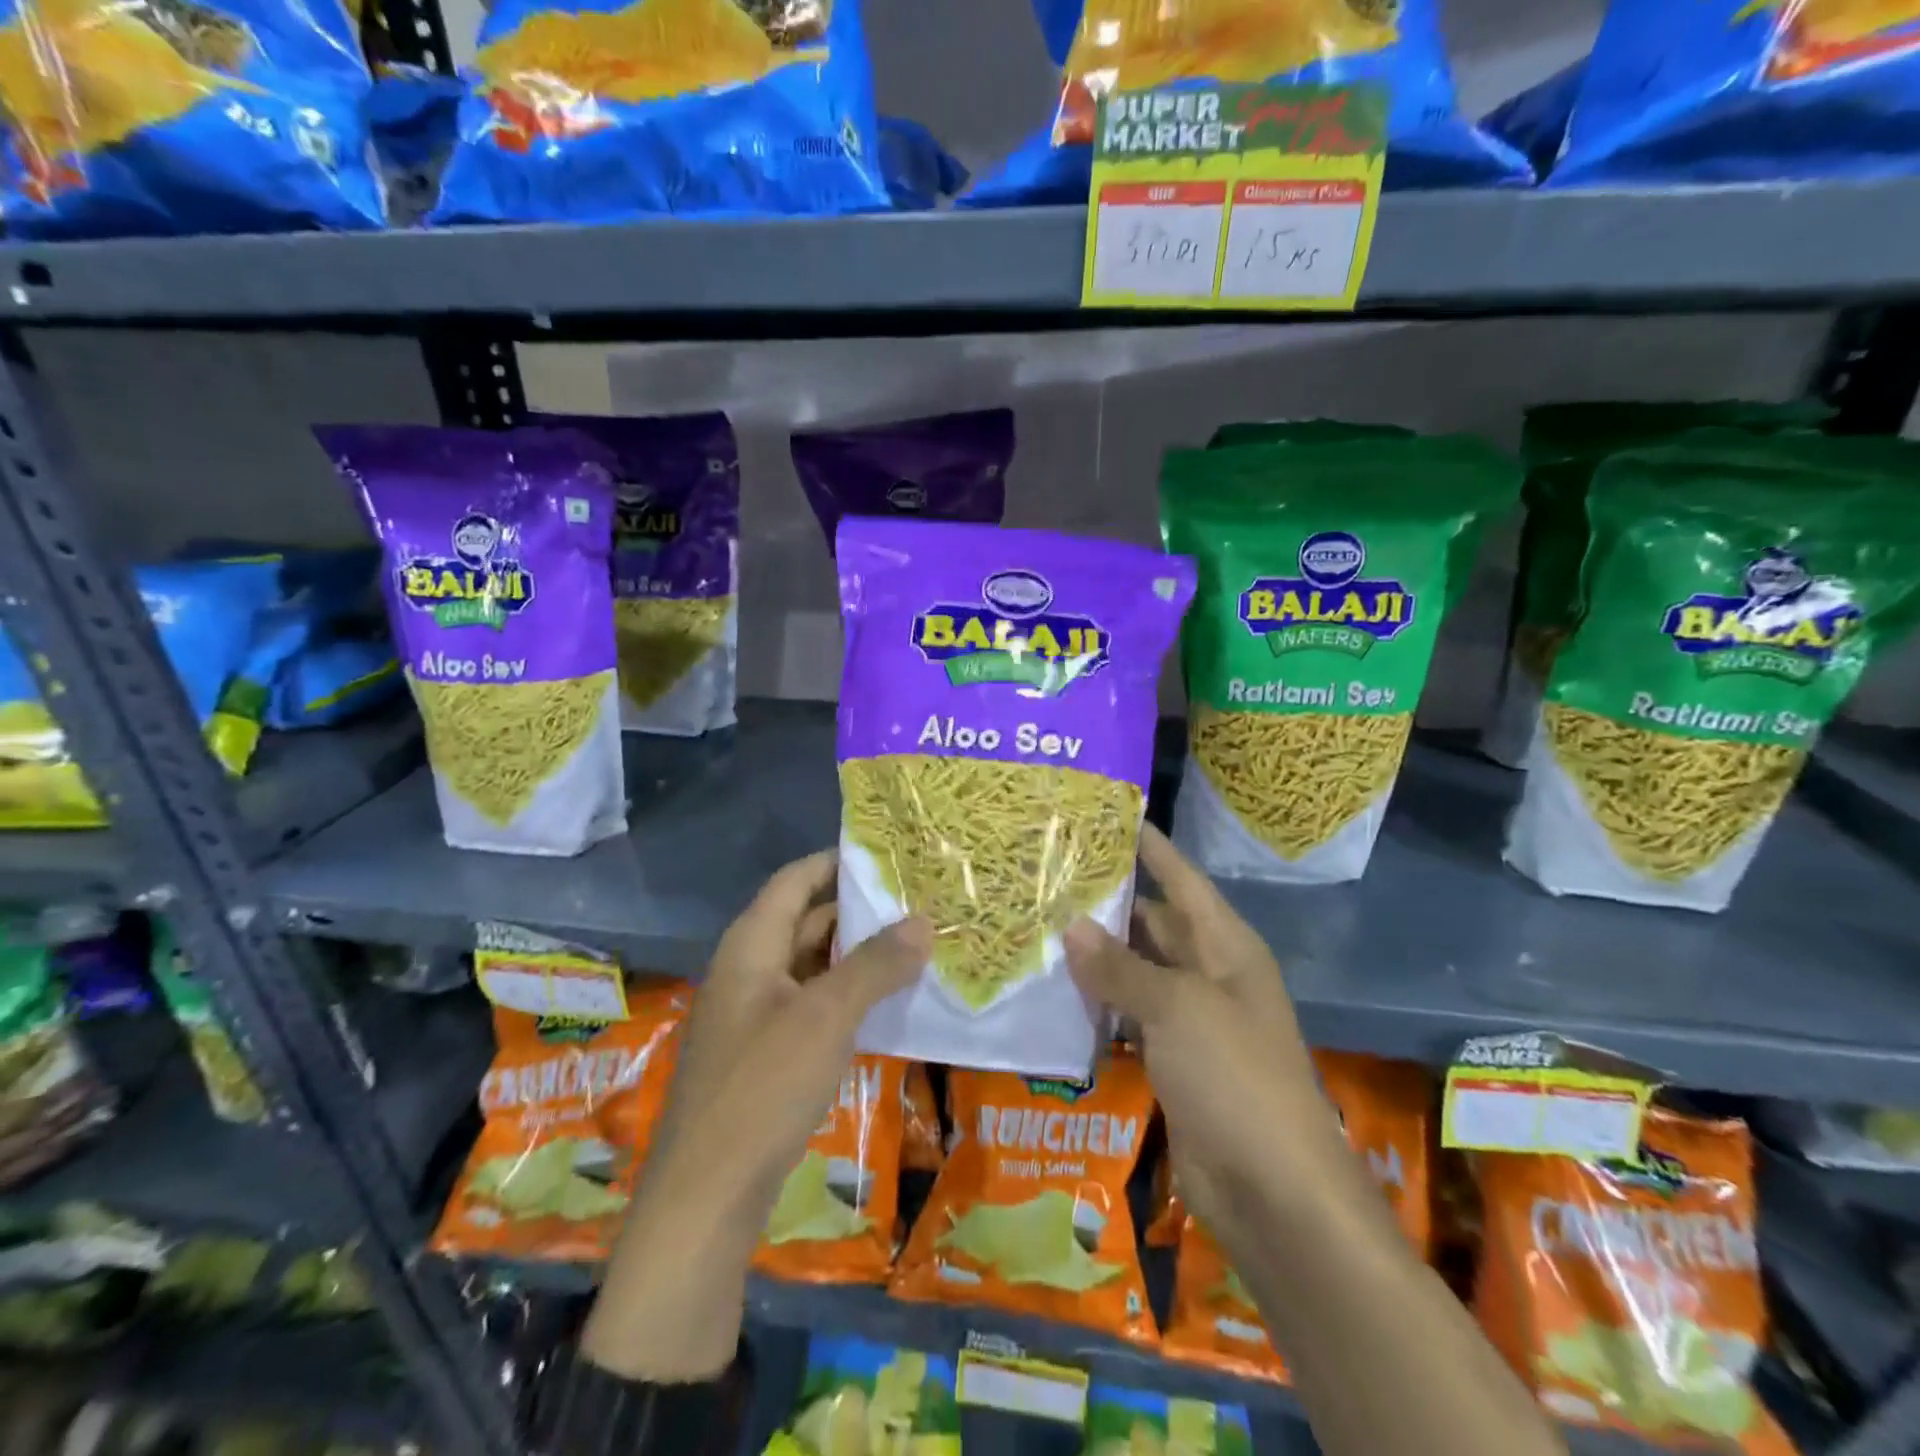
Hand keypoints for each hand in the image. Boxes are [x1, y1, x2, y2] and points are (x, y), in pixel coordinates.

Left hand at [583, 850, 929, 1379]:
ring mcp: (756, 1013)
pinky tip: (887, 1001)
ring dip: (858, 954)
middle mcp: (749, 969)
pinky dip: (847, 993)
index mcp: (751, 945)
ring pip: (813, 964)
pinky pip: (812, 1004)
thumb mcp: (826, 1017)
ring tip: (916, 943)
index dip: (838, 861)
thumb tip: (923, 921)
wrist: (706, 1197)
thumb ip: (875, 965)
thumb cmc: (763, 1088)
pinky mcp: (766, 1053)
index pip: (796, 879)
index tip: (890, 853)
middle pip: (806, 919)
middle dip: (860, 910)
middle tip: (919, 900)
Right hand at [1063, 824, 1341, 1253]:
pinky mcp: (1171, 1058)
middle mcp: (1209, 972)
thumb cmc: (1235, 1078)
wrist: (1272, 1192)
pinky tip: (1055, 988)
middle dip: (1110, 899)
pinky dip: (1098, 1001)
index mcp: (1226, 946)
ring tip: (1039, 921)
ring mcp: (1190, 1018)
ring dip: (1097, 952)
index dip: (1150, 847)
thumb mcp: (1178, 1009)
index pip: (1182, 879)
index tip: (1107, 816)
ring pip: (1137, 969)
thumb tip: (1071, 925)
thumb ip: (1121, 967)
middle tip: (1051, 873)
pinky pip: (1129, 1014)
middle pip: (1155, 921)